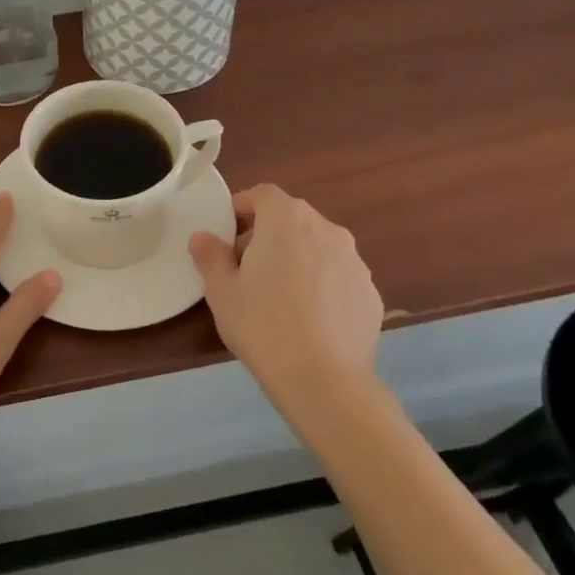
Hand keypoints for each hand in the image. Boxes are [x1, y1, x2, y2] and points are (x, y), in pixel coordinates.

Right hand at [189, 184, 384, 405]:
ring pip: (318, 248)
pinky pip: (339, 278)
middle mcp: (327, 230)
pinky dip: (322, 286)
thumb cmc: (262, 324)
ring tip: (280, 297)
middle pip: (292, 219)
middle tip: (247, 268)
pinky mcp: (372, 294)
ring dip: (298, 259)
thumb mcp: (221, 290)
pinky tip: (309, 320)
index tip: (227, 232)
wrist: (323, 380)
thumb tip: (203, 237)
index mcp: (286, 220)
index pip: (262, 194)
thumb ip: (210, 256)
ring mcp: (355, 262)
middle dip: (268, 235)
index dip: (242, 207)